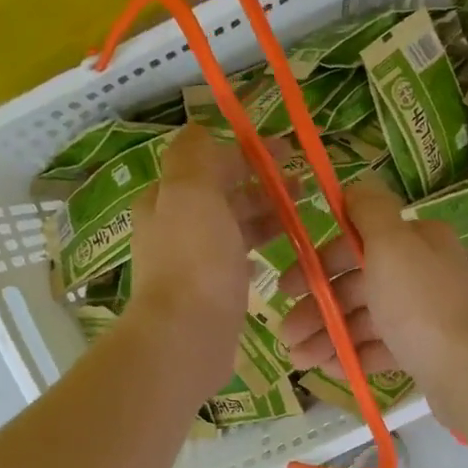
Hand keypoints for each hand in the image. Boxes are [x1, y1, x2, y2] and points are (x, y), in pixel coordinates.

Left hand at [127, 124, 286, 395]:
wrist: (186, 338)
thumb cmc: (195, 261)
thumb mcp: (192, 192)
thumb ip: (197, 155)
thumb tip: (202, 129)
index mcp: (165, 199)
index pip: (208, 163)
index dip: (248, 154)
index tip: (288, 155)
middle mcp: (172, 227)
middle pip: (221, 195)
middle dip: (261, 186)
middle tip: (302, 189)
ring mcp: (188, 263)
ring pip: (230, 228)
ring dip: (263, 217)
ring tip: (298, 220)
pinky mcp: (206, 294)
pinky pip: (233, 262)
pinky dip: (254, 252)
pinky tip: (272, 259)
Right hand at [278, 179, 467, 417]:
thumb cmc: (420, 304)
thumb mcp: (391, 244)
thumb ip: (370, 211)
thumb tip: (355, 185)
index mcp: (417, 241)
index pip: (357, 243)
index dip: (318, 263)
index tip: (286, 288)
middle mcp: (423, 272)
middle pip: (358, 284)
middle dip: (317, 308)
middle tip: (286, 333)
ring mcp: (425, 314)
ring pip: (365, 320)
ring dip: (328, 336)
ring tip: (299, 360)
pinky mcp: (425, 351)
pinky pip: (381, 348)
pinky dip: (354, 355)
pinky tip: (328, 369)